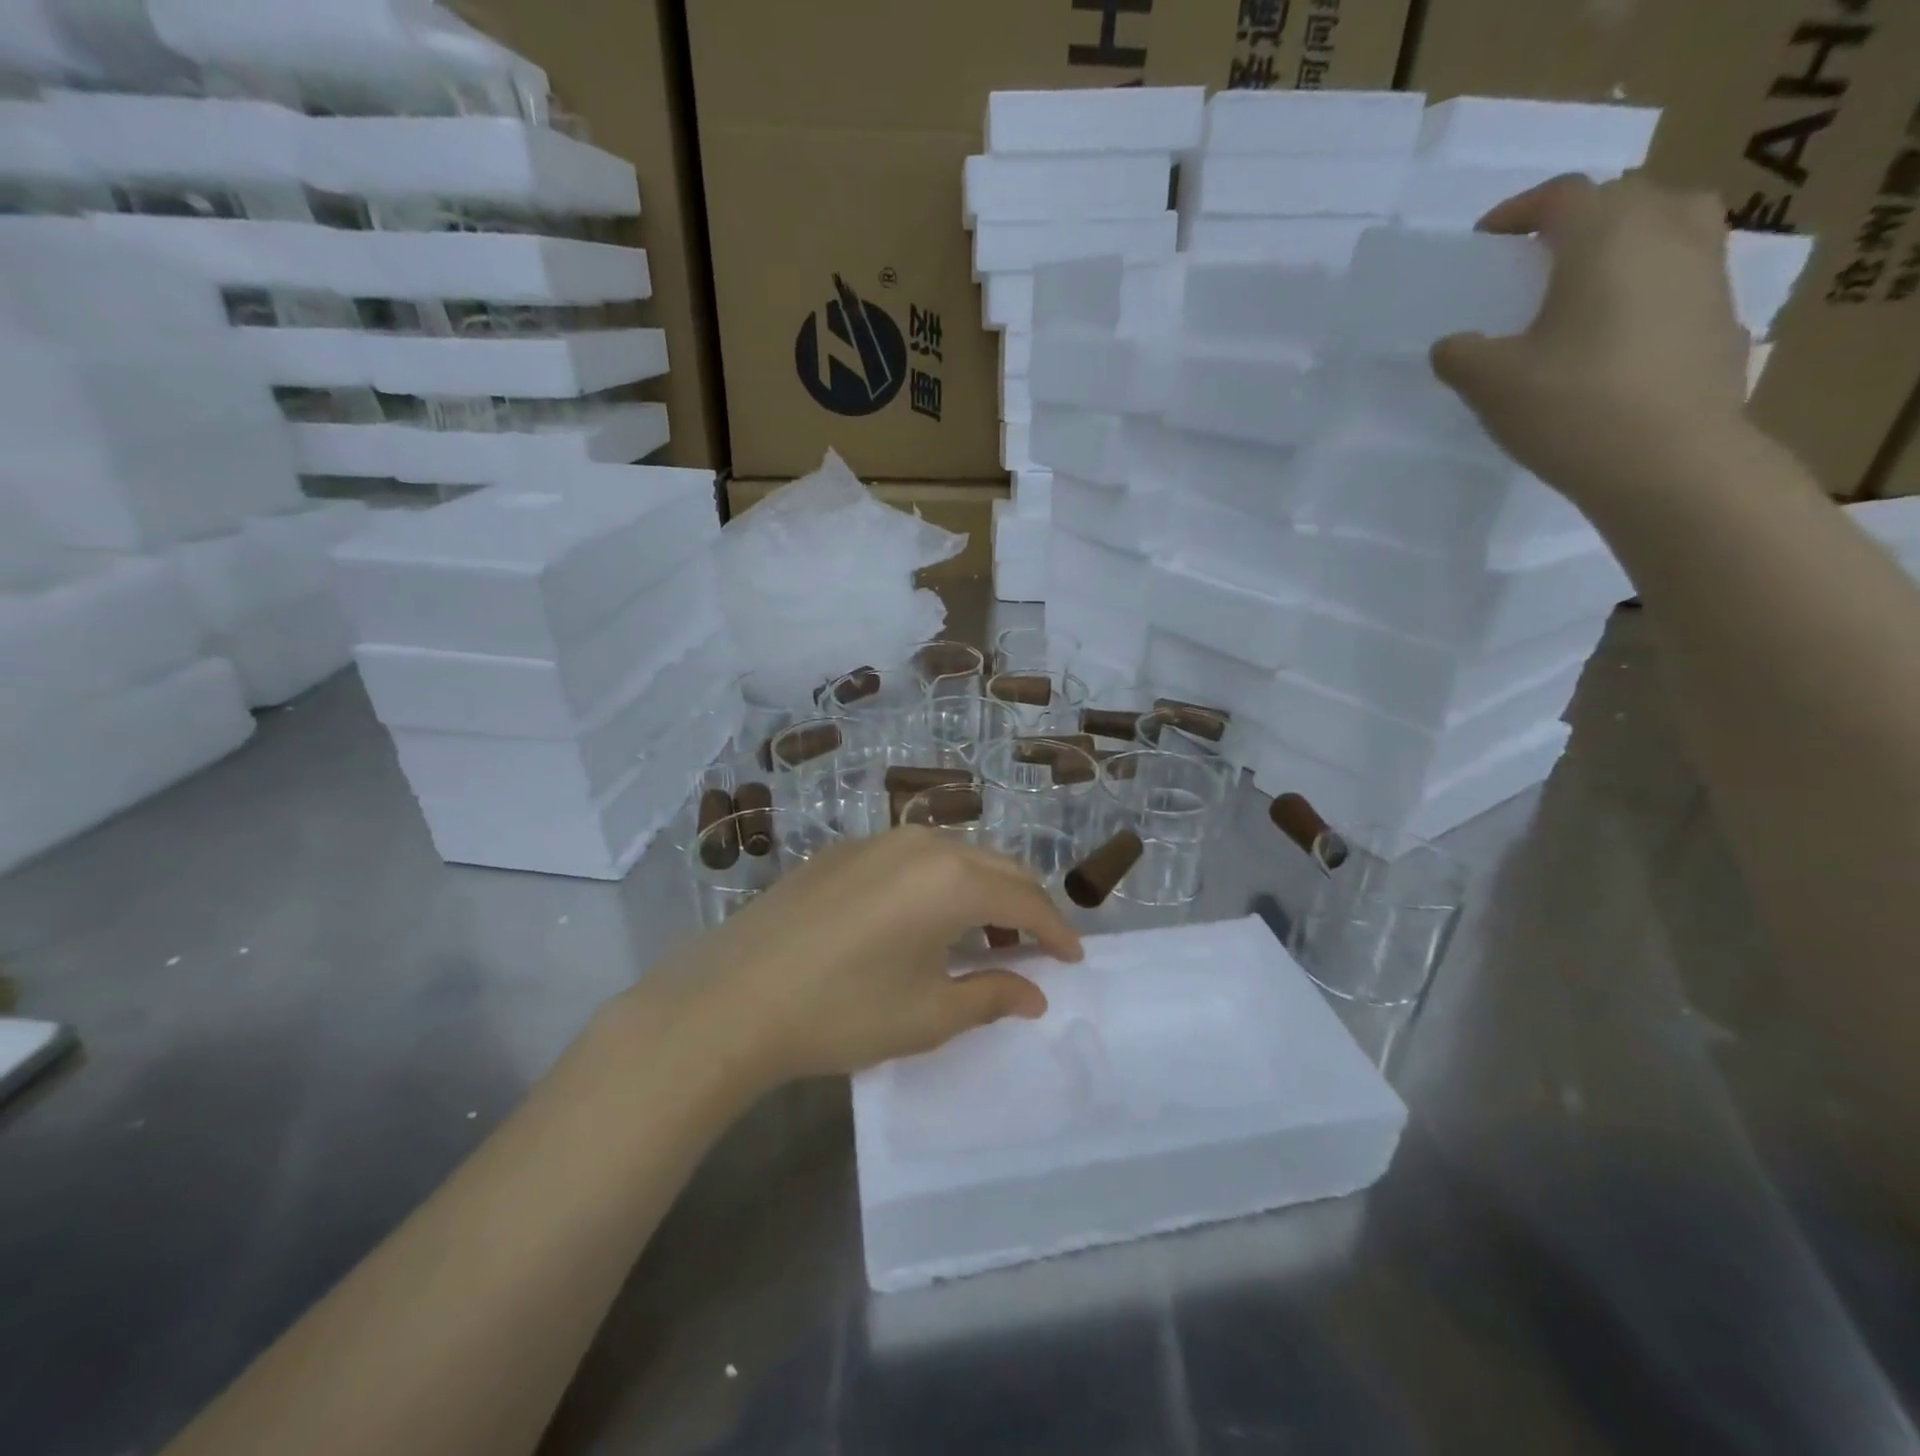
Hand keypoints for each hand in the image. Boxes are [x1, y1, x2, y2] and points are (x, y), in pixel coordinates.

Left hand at [665, 827, 1082, 1086]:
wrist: (733, 998)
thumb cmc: (842, 1011)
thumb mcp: (927, 1015)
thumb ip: (991, 997)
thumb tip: (1035, 994)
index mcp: (952, 880)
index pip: (1026, 901)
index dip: (1057, 932)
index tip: (1074, 959)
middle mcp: (922, 844)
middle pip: (997, 867)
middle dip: (1026, 904)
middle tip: (1038, 946)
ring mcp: (878, 841)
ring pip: (955, 855)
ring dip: (982, 890)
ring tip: (984, 935)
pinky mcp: (843, 850)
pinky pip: (913, 857)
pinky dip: (939, 883)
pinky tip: (923, 919)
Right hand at [1431, 173, 1753, 510]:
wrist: (1668, 461)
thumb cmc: (1571, 407)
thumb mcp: (1490, 384)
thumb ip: (1461, 355)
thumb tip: (1453, 345)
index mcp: (1607, 236)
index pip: (1562, 196)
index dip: (1518, 210)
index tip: (1486, 239)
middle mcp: (1668, 234)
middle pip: (1625, 197)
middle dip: (1577, 219)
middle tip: (1537, 258)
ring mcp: (1707, 272)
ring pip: (1669, 226)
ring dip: (1626, 240)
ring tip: (1587, 283)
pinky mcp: (1721, 316)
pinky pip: (1683, 275)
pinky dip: (1649, 283)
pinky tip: (1618, 331)